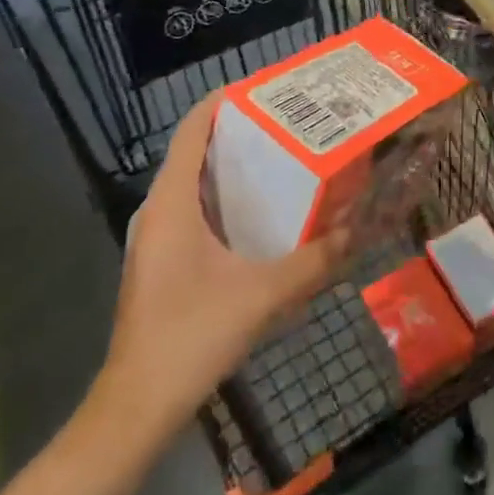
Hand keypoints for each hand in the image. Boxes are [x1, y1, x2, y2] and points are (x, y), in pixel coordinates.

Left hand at [90, 93, 345, 438]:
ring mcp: (157, 238)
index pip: (191, 130)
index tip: (265, 89)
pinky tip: (261, 212)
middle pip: (195, 150)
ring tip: (282, 156)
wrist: (138, 406)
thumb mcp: (262, 295)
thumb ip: (312, 261)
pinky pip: (194, 209)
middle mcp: (159, 211)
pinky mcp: (163, 261)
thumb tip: (355, 231)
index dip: (222, 102)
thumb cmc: (191, 336)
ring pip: (194, 182)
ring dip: (232, 165)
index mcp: (172, 203)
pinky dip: (225, 197)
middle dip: (238, 130)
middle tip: (288, 121)